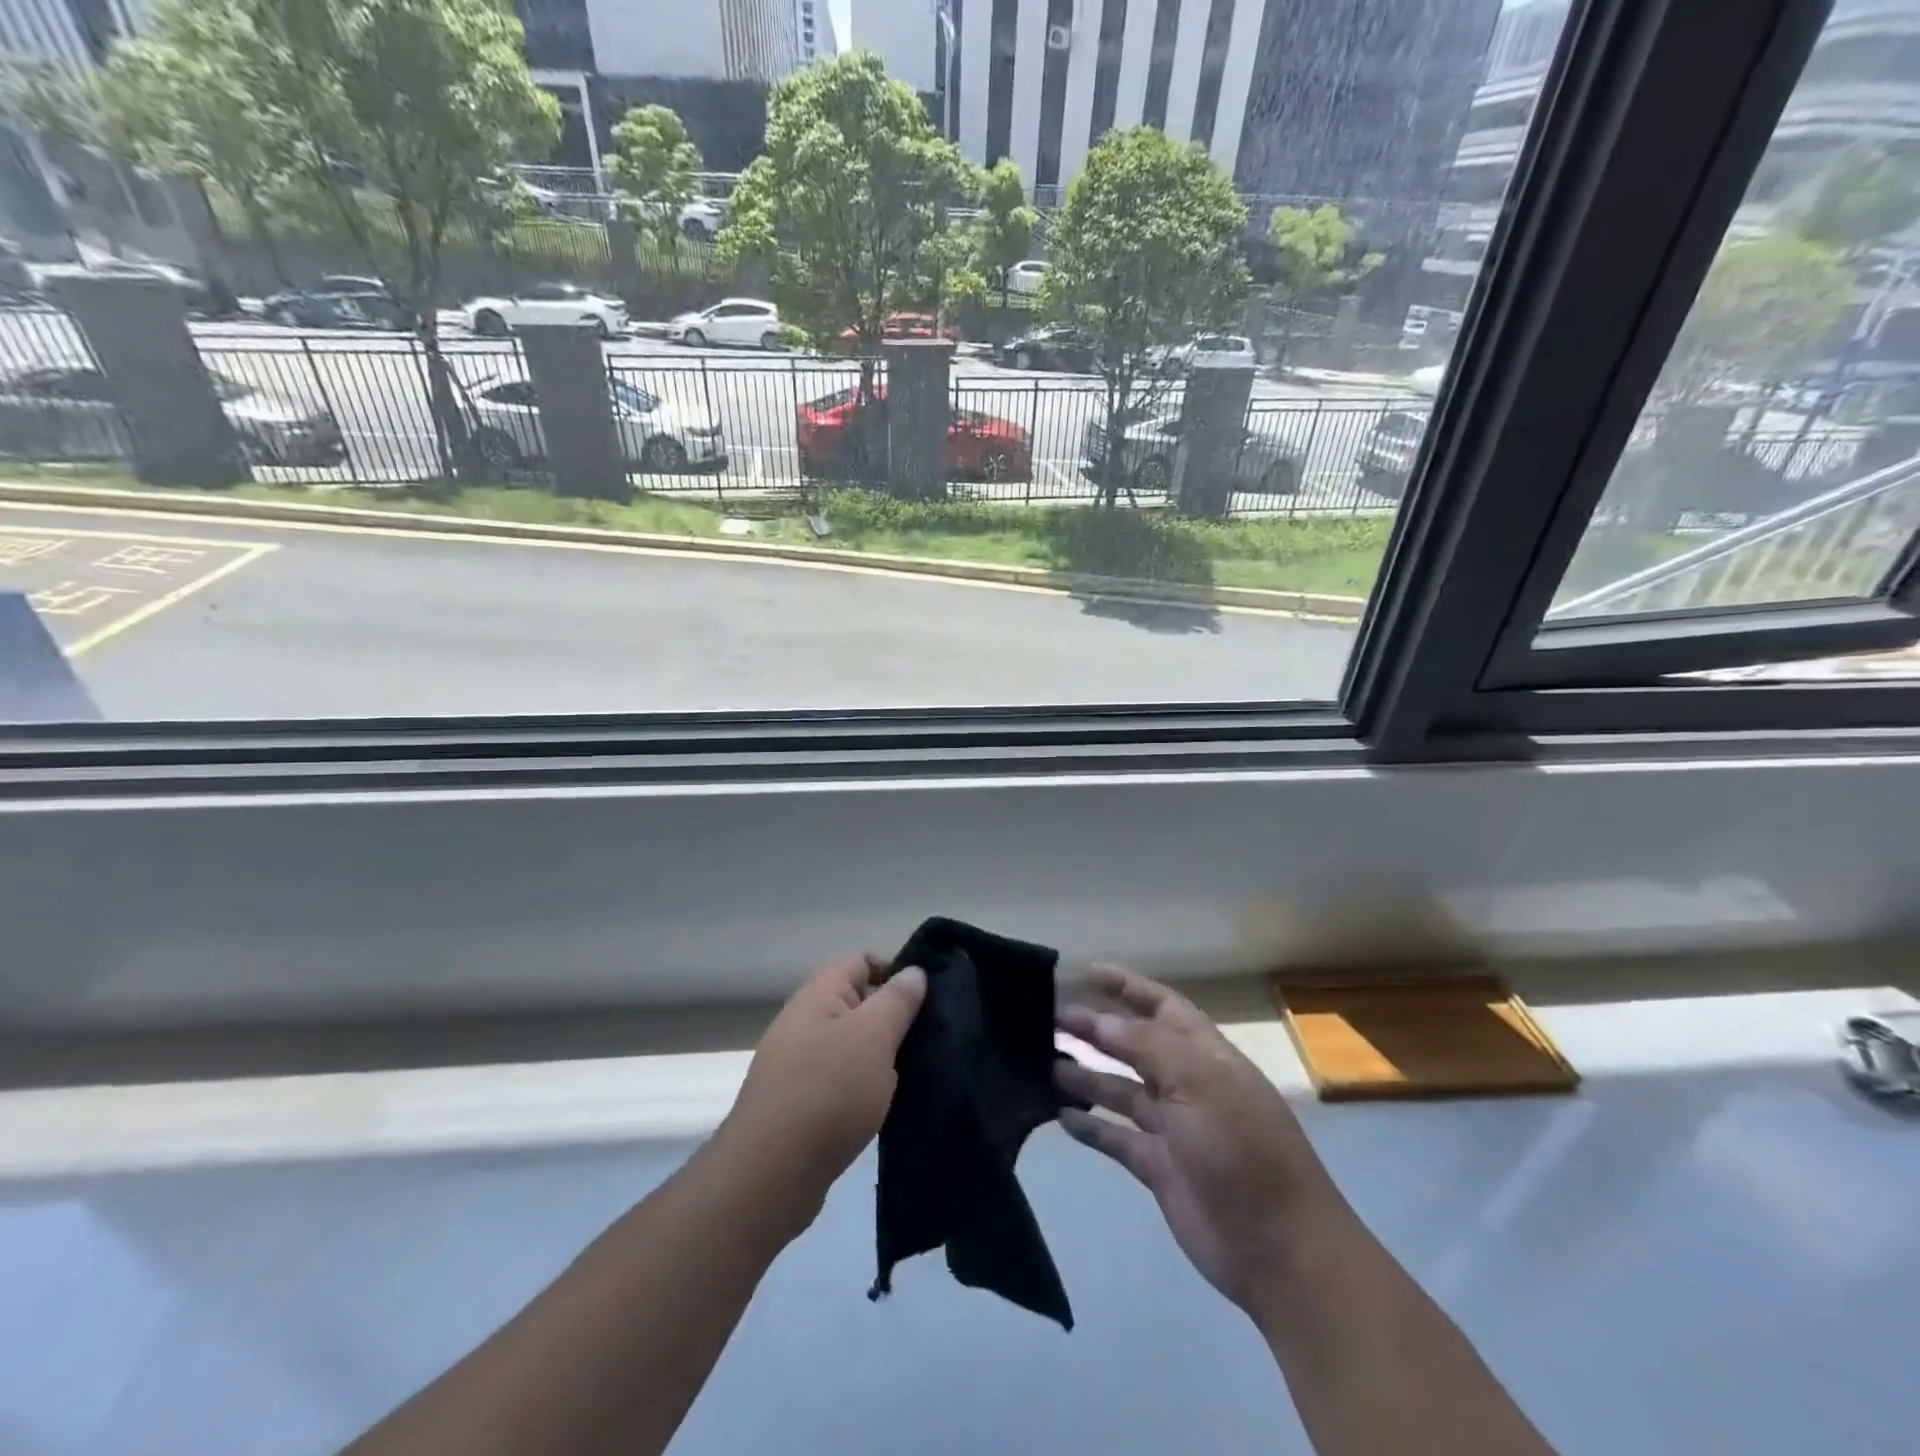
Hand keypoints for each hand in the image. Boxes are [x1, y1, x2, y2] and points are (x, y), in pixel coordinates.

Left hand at [720, 953, 926, 1218]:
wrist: (770, 1173)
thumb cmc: (828, 1090)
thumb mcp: (874, 1036)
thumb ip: (897, 999)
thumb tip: (913, 971)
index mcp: (819, 993)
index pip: (861, 959)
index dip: (895, 971)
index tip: (925, 1001)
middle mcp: (804, 1020)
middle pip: (857, 1001)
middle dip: (892, 1017)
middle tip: (927, 1039)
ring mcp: (797, 1061)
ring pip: (850, 1042)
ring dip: (879, 1055)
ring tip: (912, 1074)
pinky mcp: (798, 1101)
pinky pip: (839, 1077)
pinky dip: (862, 1086)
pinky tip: (883, 1106)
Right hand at [1055, 964, 1342, 1321]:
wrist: (1278, 1247)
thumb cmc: (1241, 1147)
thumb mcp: (1198, 1081)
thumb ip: (1147, 1045)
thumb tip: (1099, 1021)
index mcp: (1204, 1054)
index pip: (1160, 1005)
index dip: (1127, 986)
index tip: (1085, 972)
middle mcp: (1186, 1083)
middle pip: (1133, 1044)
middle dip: (1095, 1029)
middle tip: (1048, 1018)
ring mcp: (1172, 1127)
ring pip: (1120, 1089)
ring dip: (1085, 1074)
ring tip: (1043, 1062)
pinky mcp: (1158, 1167)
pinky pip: (1116, 1137)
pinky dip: (1090, 1125)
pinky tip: (1059, 1115)